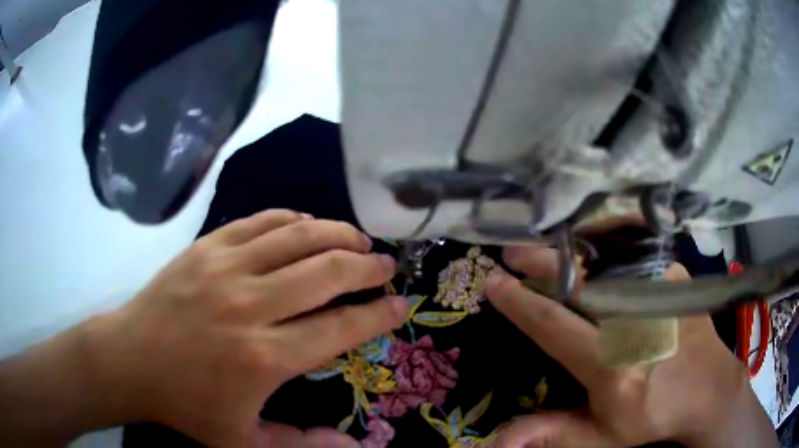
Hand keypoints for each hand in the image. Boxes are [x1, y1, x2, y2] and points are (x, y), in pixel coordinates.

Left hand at [83, 210, 406, 446]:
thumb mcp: (243, 441)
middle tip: (385, 266)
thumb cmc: (185, 405)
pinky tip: (307, 223)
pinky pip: (260, 221)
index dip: (377, 314)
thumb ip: (302, 445)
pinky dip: (292, 218)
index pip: (340, 327)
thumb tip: (356, 447)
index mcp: (264, 358)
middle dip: (367, 266)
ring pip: (297, 236)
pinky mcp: (206, 247)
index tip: (400, 304)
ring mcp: (225, 268)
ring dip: (337, 233)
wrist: (130, 359)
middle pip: (326, 272)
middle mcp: (250, 305)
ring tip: (357, 239)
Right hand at [485, 246, 775, 447]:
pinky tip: (594, 243)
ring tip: (546, 244)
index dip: (520, 303)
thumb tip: (495, 442)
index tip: (494, 283)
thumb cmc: (654, 416)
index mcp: (611, 365)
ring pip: (606, 261)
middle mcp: (633, 322)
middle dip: (541, 262)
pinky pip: (634, 254)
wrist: (708, 389)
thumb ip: (552, 433)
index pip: (555, 326)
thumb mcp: (602, 436)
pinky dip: (608, 245)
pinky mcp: (675, 278)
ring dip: (570, 250)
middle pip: (579, 282)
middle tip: (513, 251)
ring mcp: (658, 293)